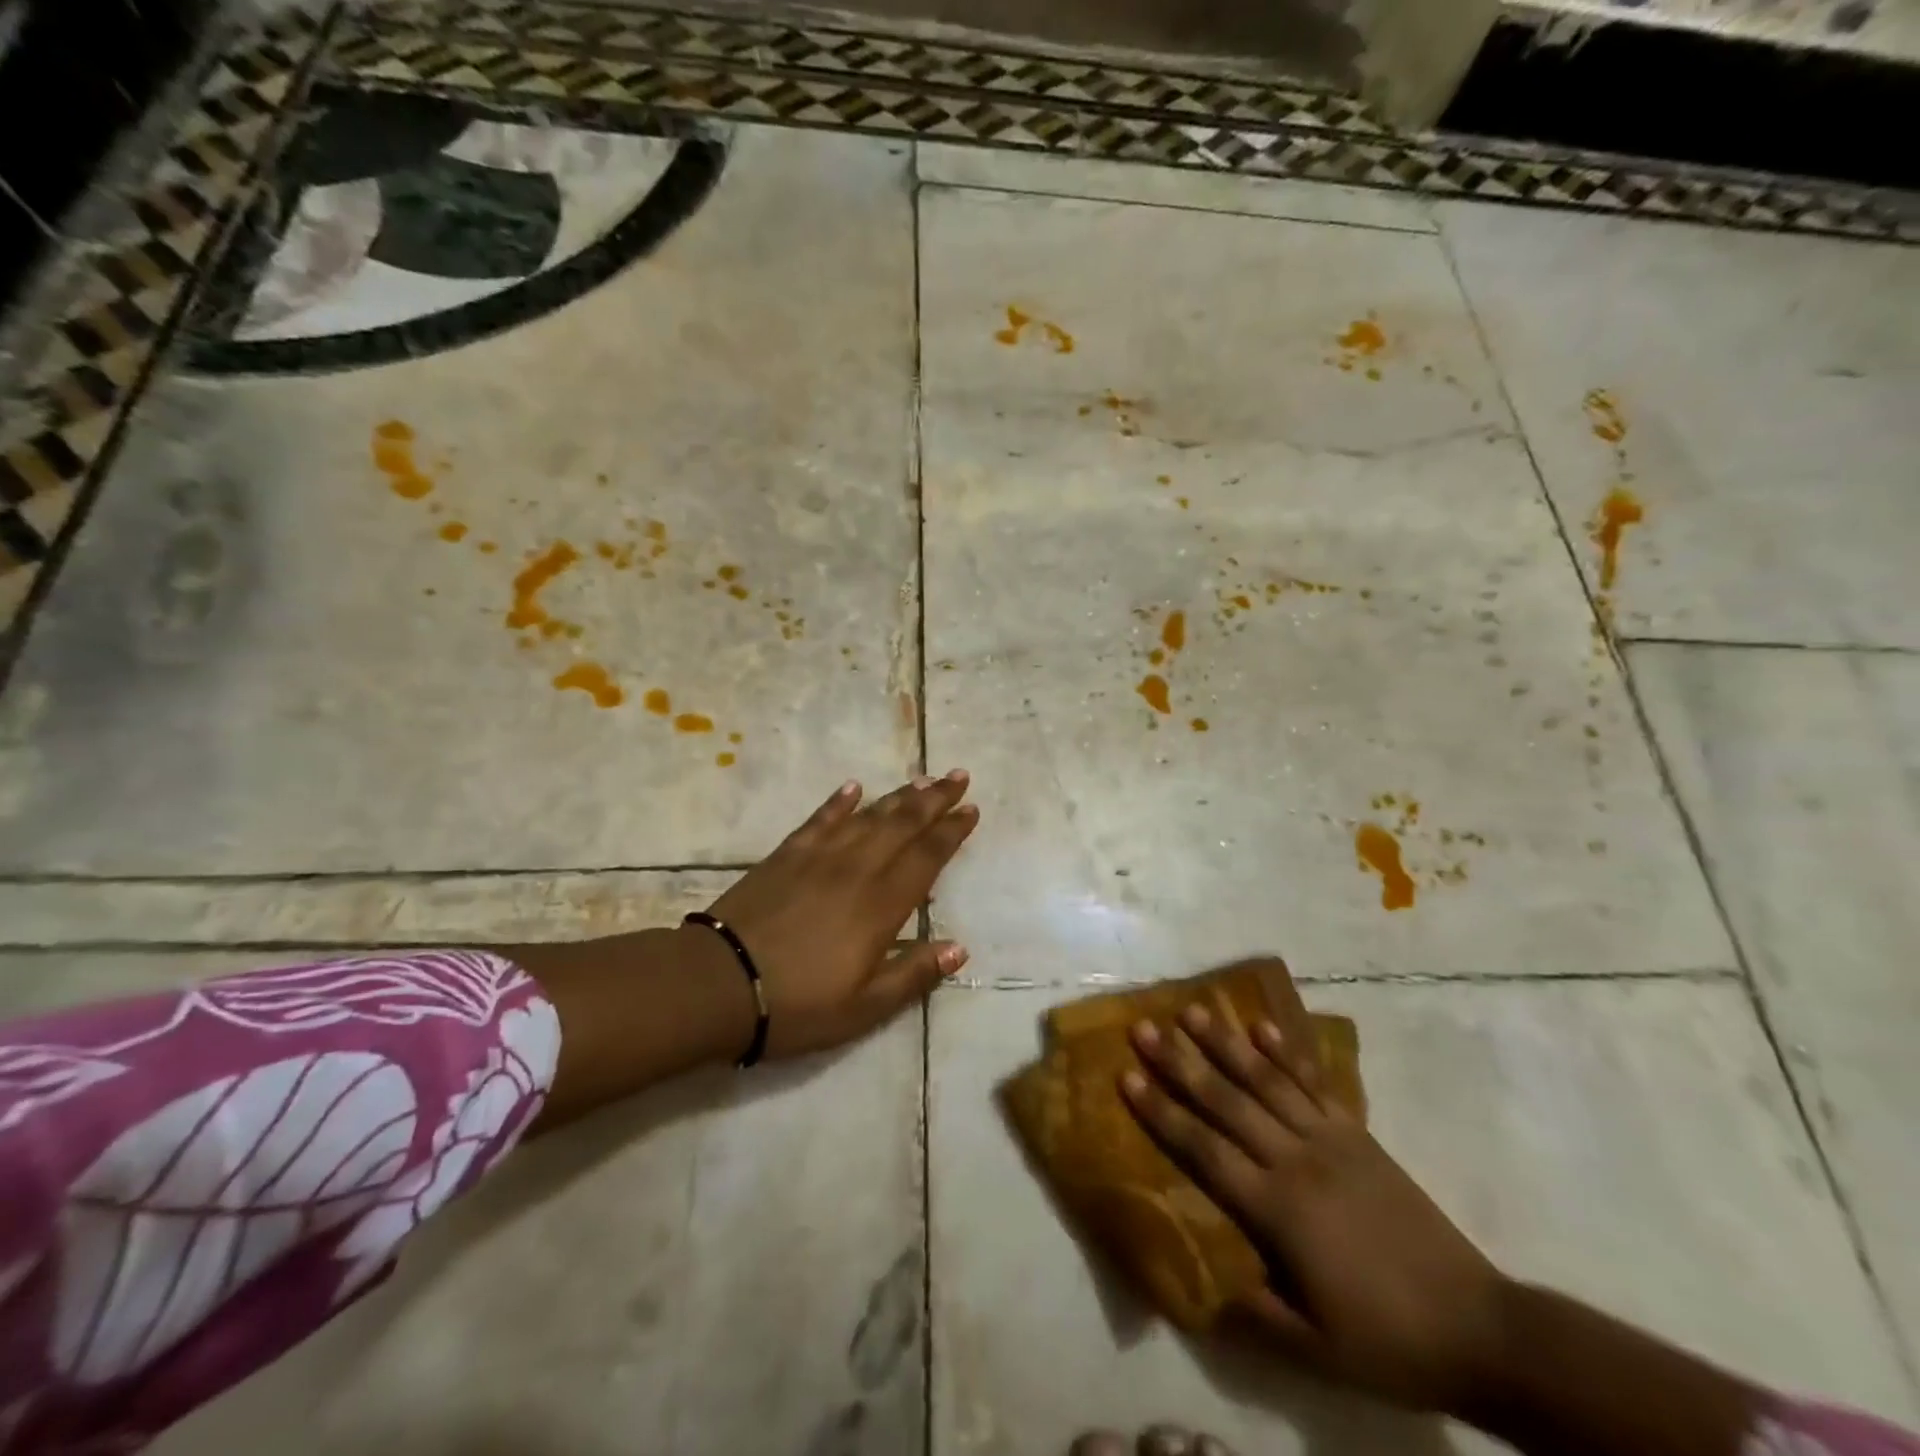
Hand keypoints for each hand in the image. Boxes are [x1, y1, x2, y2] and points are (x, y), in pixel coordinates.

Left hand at [700, 771, 978, 1059]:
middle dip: (934, 800)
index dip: (951, 832)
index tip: (971, 809)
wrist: (719, 983)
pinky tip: (853, 788)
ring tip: (922, 779)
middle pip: (902, 825)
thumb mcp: (864, 1007)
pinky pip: (820, 820)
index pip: (927, 857)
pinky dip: (838, 802)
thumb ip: (913, 975)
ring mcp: (818, 858)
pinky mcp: (785, 855)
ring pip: (868, 816)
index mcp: (881, 905)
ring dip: (898, 796)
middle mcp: (856, 870)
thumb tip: (959, 949)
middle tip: (957, 776)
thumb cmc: (797, 1004)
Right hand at [1120, 981, 1507, 1412]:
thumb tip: (1197, 1282)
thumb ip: (1250, 1311)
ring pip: (1267, 1081)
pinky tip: (1262, 1026)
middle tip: (1144, 1027)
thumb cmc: (1387, 1340)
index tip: (1127, 1077)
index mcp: (1278, 1210)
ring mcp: (1331, 1141)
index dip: (1163, 1113)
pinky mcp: (1359, 1135)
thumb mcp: (1313, 1350)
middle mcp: (1297, 1161)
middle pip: (1228, 1102)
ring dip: (1227, 1043)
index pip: (1205, 1150)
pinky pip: (1315, 1084)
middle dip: (1181, 1062)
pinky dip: (1287, 1052)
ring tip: (1193, 1010)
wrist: (1480, 1329)